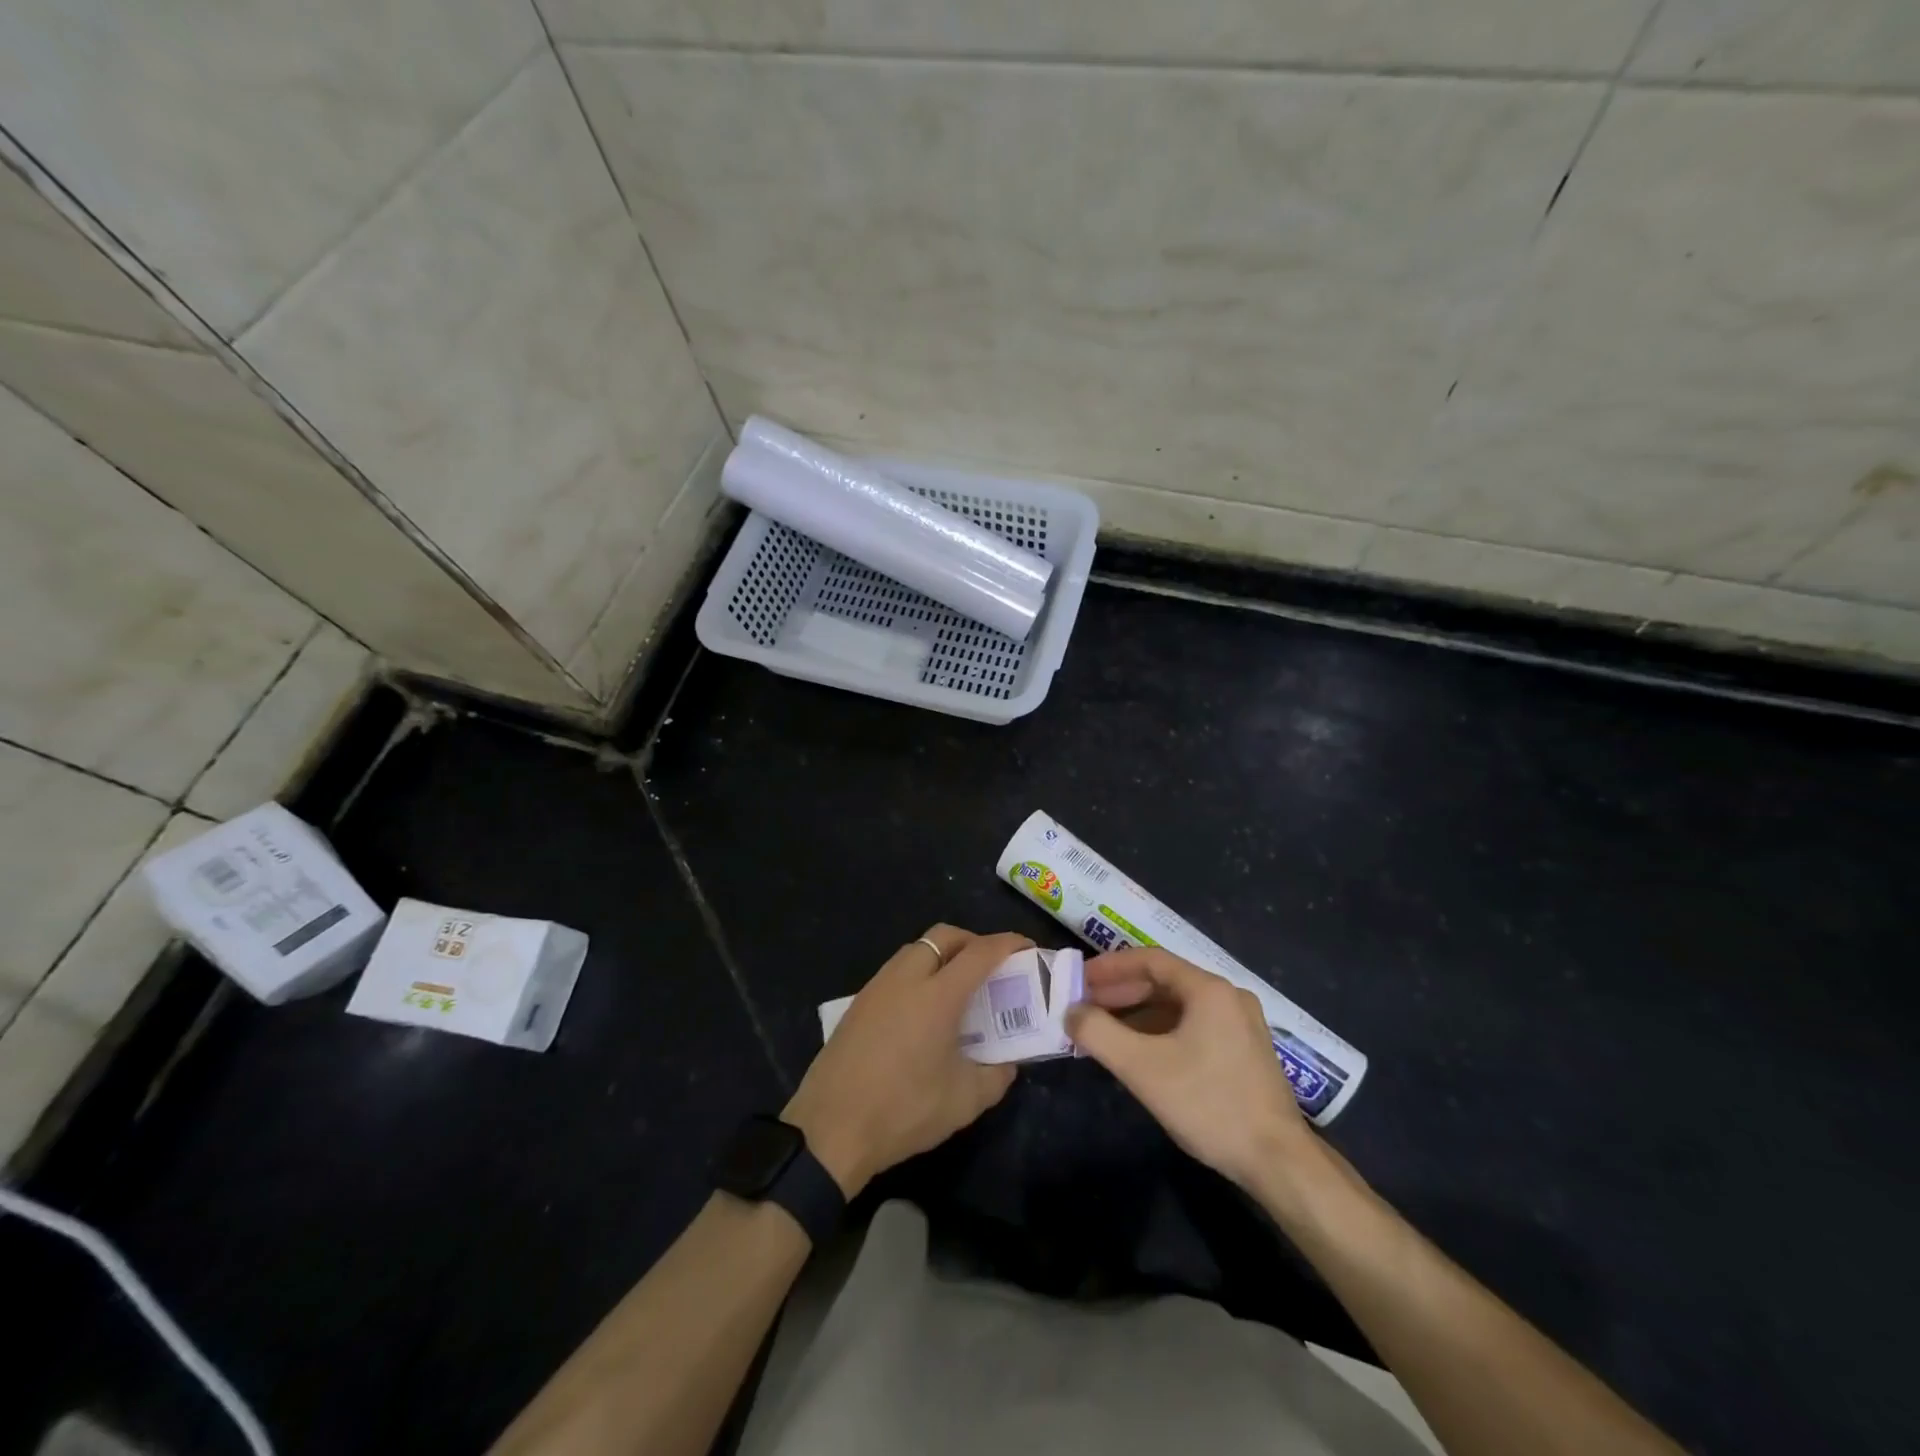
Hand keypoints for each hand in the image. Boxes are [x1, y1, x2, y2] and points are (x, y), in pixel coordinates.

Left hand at [783, 925, 1030, 1196]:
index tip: (1027, 946)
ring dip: (943, 954)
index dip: (1008, 944)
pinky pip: (897, 969)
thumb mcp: (964, 1101)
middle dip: (973, 941)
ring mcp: (878, 986)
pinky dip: (919, 972)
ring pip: (917, 949)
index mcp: (937, 994)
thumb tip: (1009, 1062)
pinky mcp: (858, 1002)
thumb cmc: (904, 1110)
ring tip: (959, 987)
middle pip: (944, 936)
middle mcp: (907, 978)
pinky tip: (924, 1008)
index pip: (980, 952)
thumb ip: (997, 1076)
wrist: (830, 1128)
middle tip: (991, 966)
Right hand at [1066, 947, 1322, 1192]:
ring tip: (1104, 1030)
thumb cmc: (1208, 1104)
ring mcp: (1240, 1024)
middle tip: (1085, 1005)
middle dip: (1121, 991)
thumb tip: (1071, 1012)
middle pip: (1164, 981)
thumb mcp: (1142, 1068)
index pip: (1150, 960)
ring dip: (1138, 1013)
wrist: (1278, 1162)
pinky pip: (1193, 1025)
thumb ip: (1099, 1033)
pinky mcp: (1245, 1050)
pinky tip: (1139, 1052)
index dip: (1110, 967)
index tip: (1079, 979)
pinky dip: (1161, 1031)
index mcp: (1209, 989)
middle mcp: (1228, 996)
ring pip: (1178, 1005)